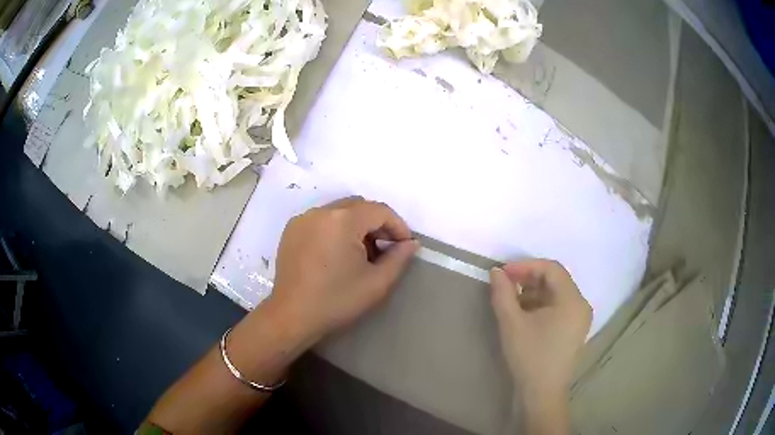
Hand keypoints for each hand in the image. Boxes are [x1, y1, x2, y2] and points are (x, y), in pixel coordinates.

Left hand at [268, 197, 419, 344]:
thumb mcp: (376, 283)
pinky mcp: (291, 230)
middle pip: (359, 206)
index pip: (379, 210)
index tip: (405, 246)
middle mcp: (320, 211)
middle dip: (377, 223)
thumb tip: (411, 243)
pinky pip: (322, 220)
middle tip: (386, 248)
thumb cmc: (337, 301)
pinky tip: (338, 253)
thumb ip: (399, 258)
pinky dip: (336, 228)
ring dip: (357, 225)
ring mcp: (303, 219)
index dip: (398, 226)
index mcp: (342, 220)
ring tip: (362, 252)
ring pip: (340, 211)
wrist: (292, 316)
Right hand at [490, 260, 590, 433]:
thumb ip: (503, 293)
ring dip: (534, 292)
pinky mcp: (575, 329)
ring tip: (512, 301)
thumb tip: (496, 271)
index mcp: (572, 300)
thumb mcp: (511, 323)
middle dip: (529, 278)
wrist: (542, 393)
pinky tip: (524, 314)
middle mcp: (581, 304)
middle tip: (505, 284)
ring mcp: (580, 318)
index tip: (503, 273)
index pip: (551, 269)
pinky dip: (541, 304)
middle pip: (556, 279)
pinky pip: (559, 306)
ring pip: (556, 293)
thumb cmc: (529, 357)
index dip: (525, 266)